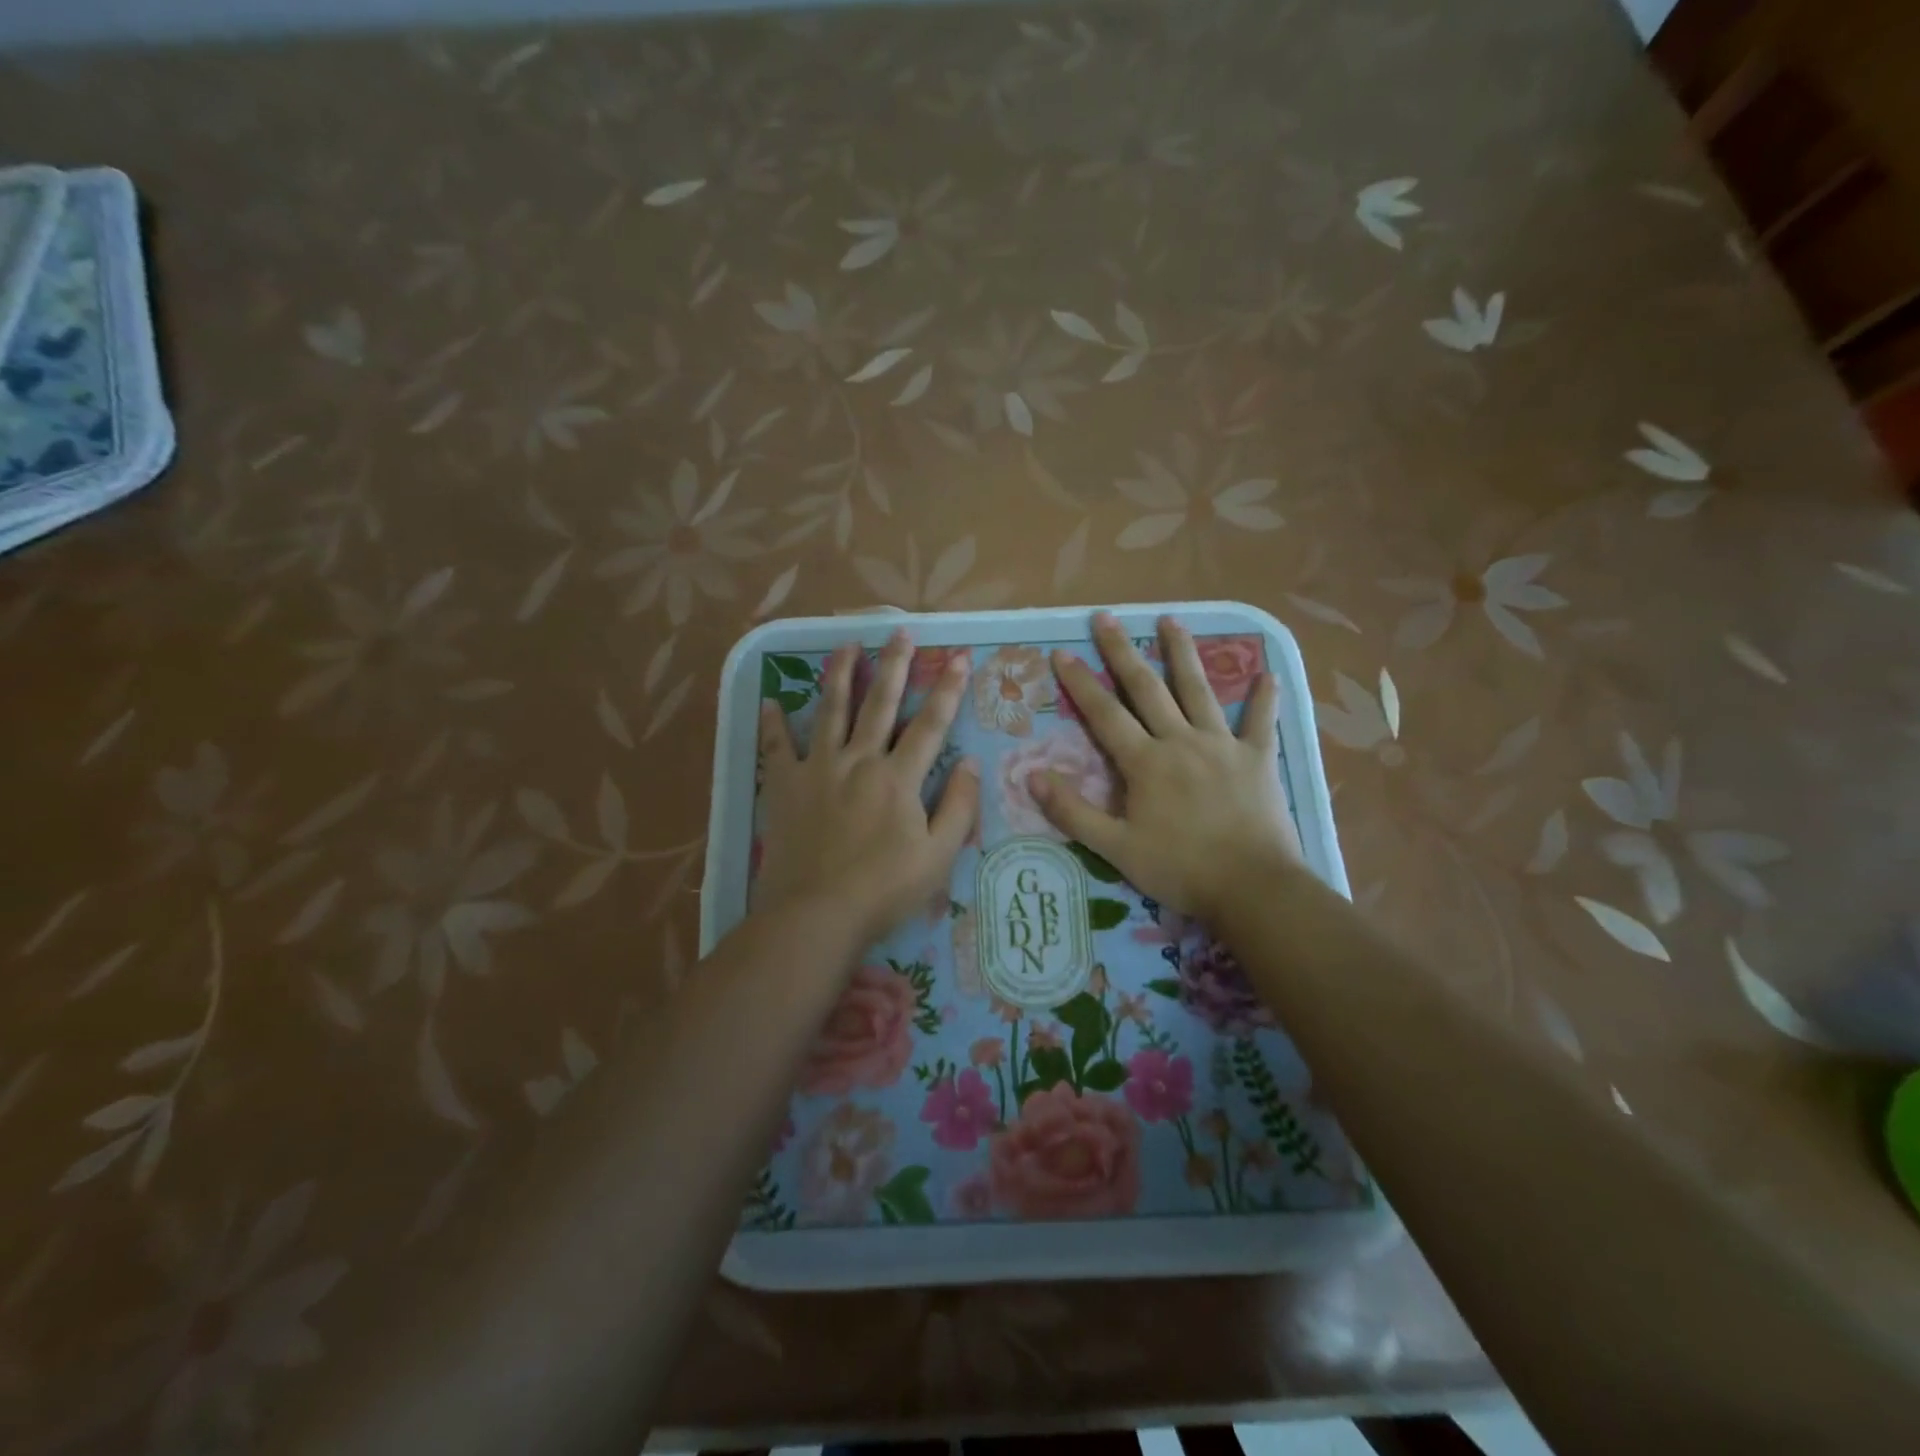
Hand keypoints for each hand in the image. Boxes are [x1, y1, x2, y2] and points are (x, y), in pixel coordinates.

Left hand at [756, 629, 978, 947]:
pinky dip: (773, 724)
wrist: (816, 914)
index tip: (960, 657)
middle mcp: (859, 760)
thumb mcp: (939, 856)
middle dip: (894, 665)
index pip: (930, 724)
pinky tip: (771, 701)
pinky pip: (776, 747)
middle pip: (879, 703)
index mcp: (898, 777)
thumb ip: (958, 806)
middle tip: (901, 632)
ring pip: (830, 710)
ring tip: (847, 644)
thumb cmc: (884, 889)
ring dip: (840, 674)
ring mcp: (818, 769)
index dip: (948, 689)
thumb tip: (969, 763)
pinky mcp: (784, 786)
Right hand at [1036, 612, 1302, 921]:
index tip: (1062, 653)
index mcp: (1145, 762)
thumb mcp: (1116, 848)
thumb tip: (1032, 776)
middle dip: (1123, 651)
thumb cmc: (1180, 869)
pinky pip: (1261, 722)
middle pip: (1147, 688)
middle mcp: (1181, 741)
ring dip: (1183, 653)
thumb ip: (1073, 812)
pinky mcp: (1257, 759)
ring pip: (1198, 690)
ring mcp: (1222, 745)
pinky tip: (1270, 675)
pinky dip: (1265, 699)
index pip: (1104, 714)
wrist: (1253, 887)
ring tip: (1171, 620)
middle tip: (1106, 617)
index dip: (1081, 683)